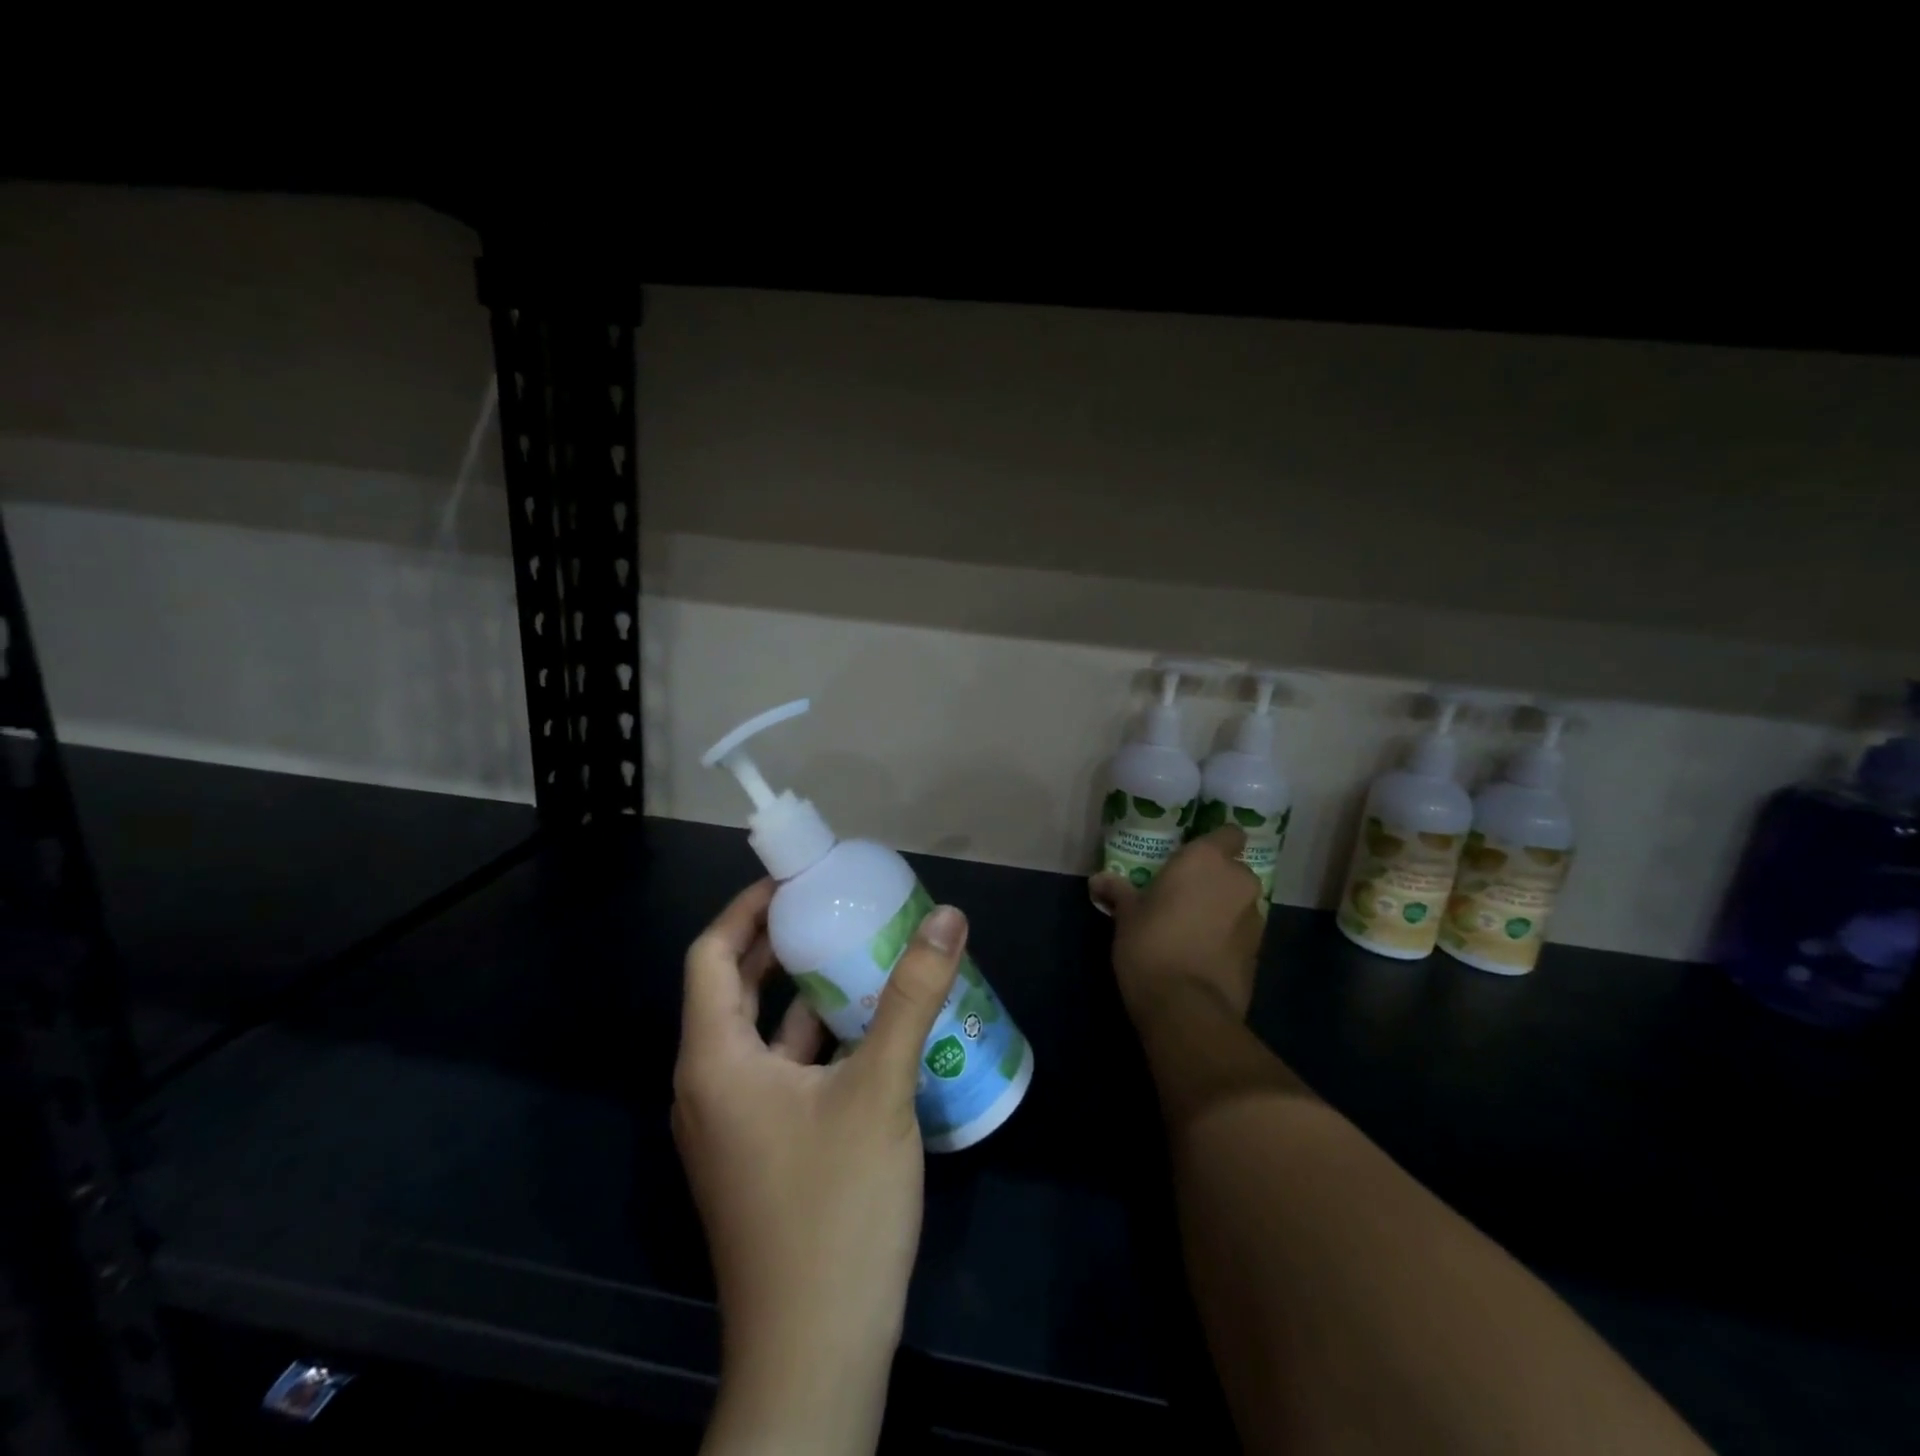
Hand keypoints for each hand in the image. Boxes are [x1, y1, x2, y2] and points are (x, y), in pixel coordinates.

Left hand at [672, 878, 967, 1454]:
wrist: (814, 1356)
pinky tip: (867, 1035)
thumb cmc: (834, 1210)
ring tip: (859, 959)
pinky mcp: (758, 1156)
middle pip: (734, 991)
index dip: (747, 909)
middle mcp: (709, 1088)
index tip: (795, 881)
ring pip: (761, 1036)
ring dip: (803, 996)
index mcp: (715, 1061)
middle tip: (834, 911)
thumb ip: (911, 997)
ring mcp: (731, 1128)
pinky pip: (779, 1075)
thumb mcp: (879, 1090)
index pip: (712, 956)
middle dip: (780, 946)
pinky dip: (814, 1043)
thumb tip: (947, 918)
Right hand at [1091, 826, 1263, 1026]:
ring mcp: (1255, 918)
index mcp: (1207, 860)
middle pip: (1234, 870)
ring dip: (1222, 910)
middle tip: (1183, 895)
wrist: (1186, 1007)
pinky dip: (1226, 938)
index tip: (1192, 857)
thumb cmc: (1151, 943)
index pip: (1229, 833)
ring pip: (1238, 903)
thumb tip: (1098, 880)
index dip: (1215, 843)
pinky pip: (1241, 933)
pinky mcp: (1259, 953)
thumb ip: (1118, 891)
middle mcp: (1238, 881)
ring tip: (1191, 928)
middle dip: (1215, 880)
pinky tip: (1201, 954)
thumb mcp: (1126, 914)